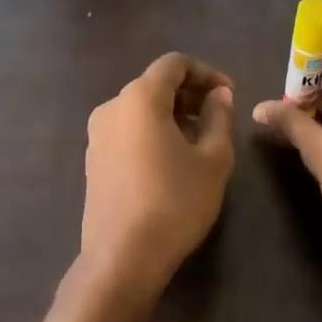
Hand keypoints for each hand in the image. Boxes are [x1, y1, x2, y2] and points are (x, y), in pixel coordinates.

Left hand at [81, 53, 235, 294]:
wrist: (123, 257)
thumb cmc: (175, 202)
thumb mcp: (213, 159)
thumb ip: (219, 118)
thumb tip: (219, 95)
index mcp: (139, 98)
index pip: (174, 64)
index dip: (206, 73)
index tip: (229, 95)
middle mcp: (112, 107)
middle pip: (155, 84)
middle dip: (190, 95)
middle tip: (219, 119)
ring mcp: (96, 135)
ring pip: (140, 109)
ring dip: (172, 115)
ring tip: (200, 143)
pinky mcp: (93, 160)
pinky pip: (127, 131)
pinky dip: (152, 133)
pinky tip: (172, 161)